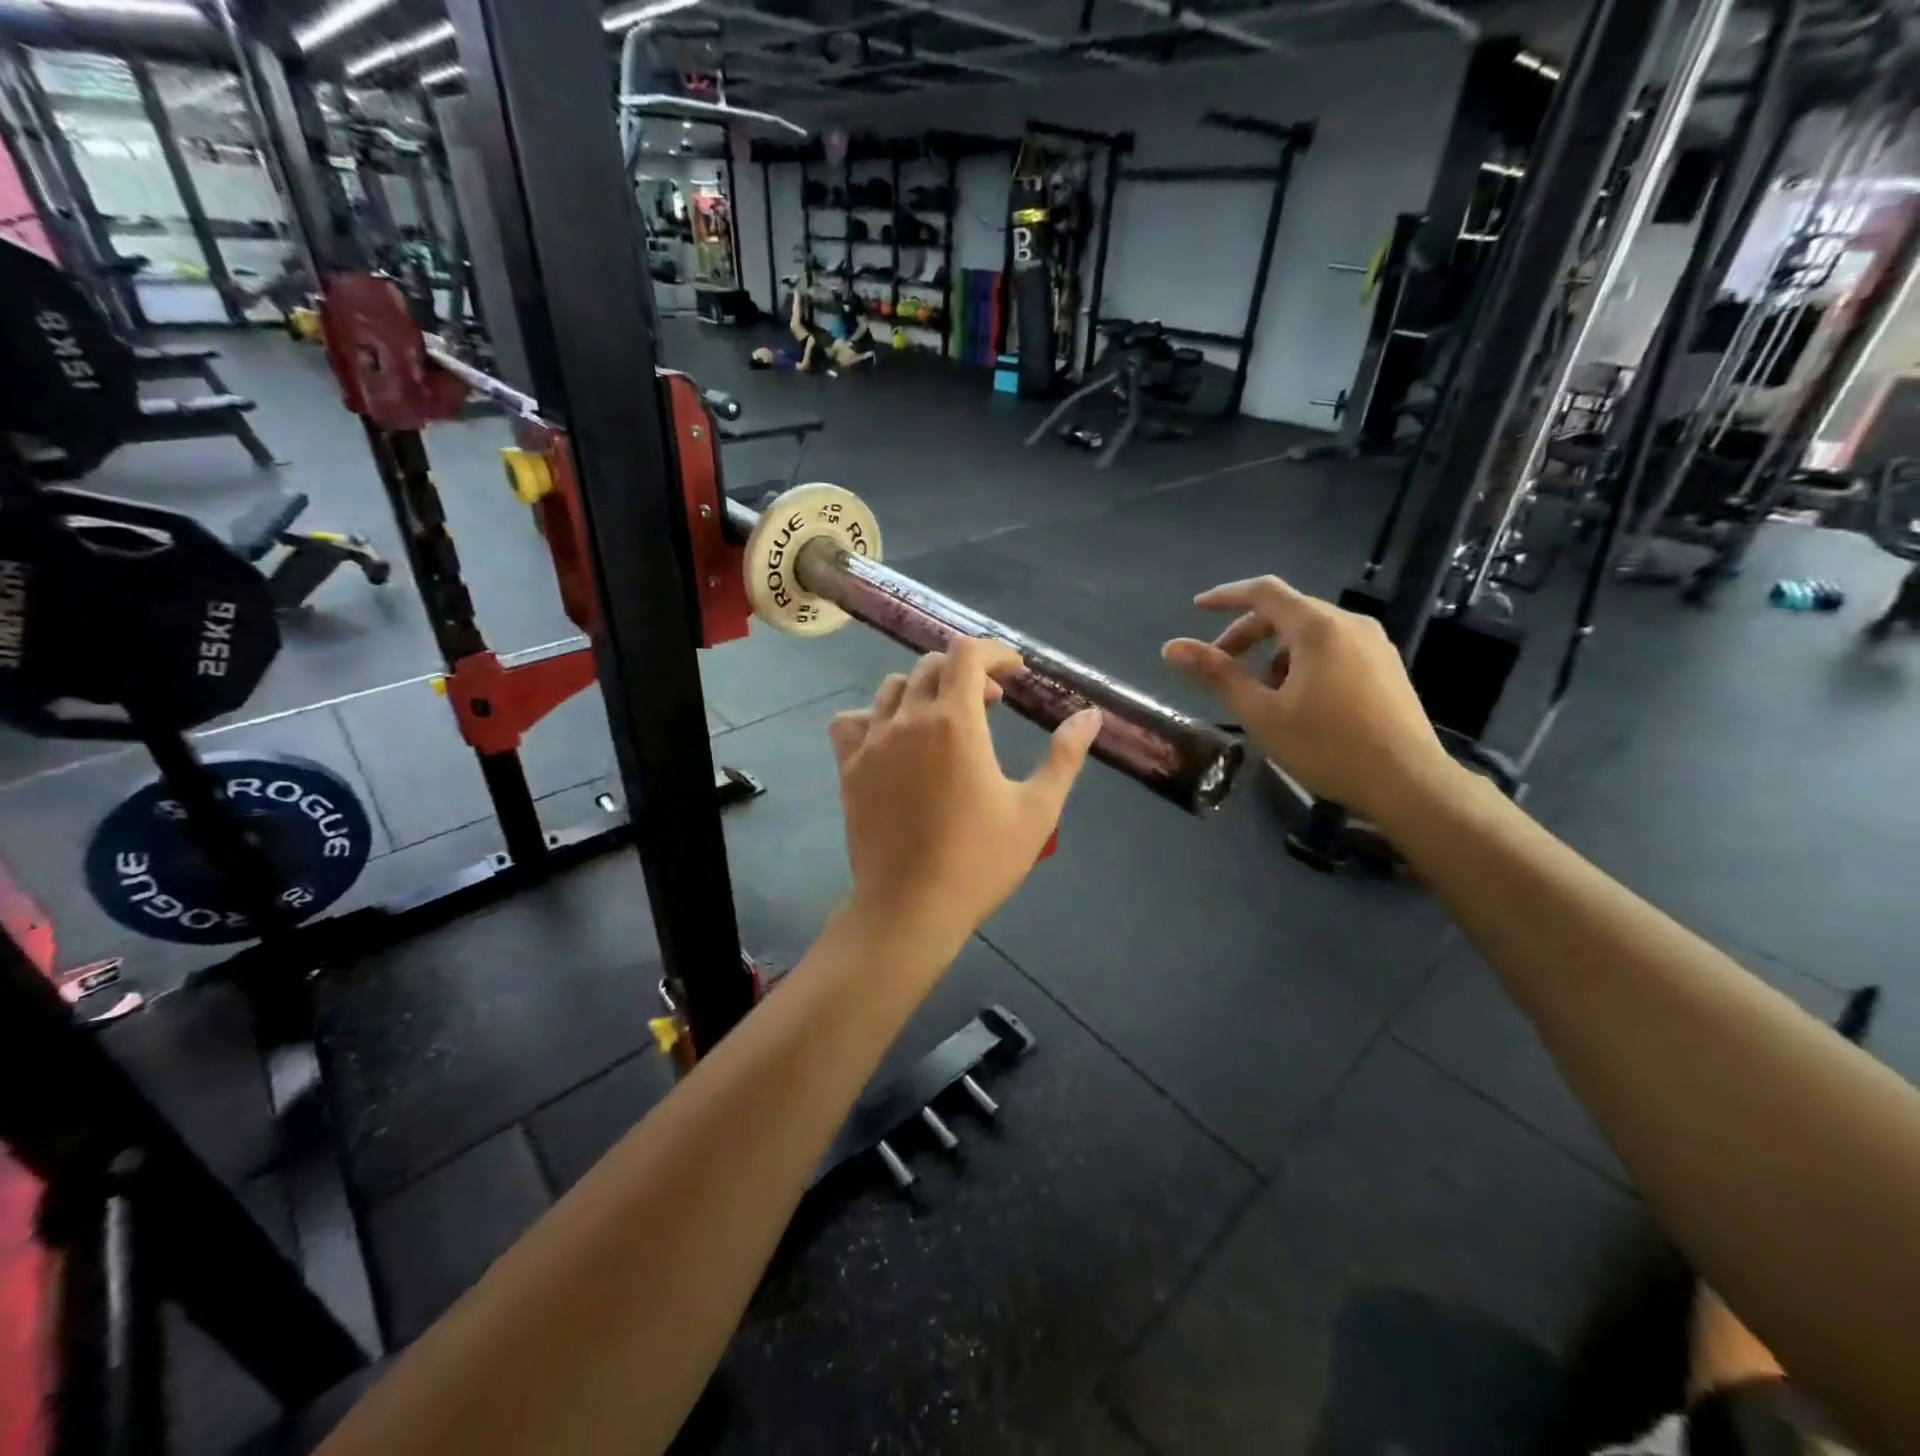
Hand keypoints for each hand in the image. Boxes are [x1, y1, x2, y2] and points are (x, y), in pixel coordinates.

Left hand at [829, 638, 1101, 950]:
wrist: (911, 907)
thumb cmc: (980, 861)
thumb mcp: (1037, 810)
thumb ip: (1064, 756)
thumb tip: (1090, 715)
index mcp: (955, 722)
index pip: (967, 653)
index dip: (995, 652)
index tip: (1015, 673)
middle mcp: (908, 720)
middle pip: (932, 666)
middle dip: (967, 672)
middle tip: (992, 703)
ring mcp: (872, 743)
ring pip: (893, 689)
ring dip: (925, 690)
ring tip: (945, 719)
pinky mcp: (849, 768)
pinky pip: (851, 722)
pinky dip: (874, 716)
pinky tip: (893, 738)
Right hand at [1162, 576, 1455, 823]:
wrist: (1408, 783)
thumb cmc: (1327, 746)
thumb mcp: (1261, 714)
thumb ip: (1217, 675)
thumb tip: (1172, 648)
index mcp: (1317, 628)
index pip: (1264, 592)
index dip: (1226, 596)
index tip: (1197, 609)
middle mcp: (1349, 624)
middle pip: (1286, 612)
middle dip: (1247, 634)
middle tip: (1220, 667)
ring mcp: (1374, 644)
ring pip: (1310, 632)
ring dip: (1274, 652)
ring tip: (1259, 693)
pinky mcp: (1386, 666)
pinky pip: (1333, 648)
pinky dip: (1302, 661)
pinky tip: (1296, 700)